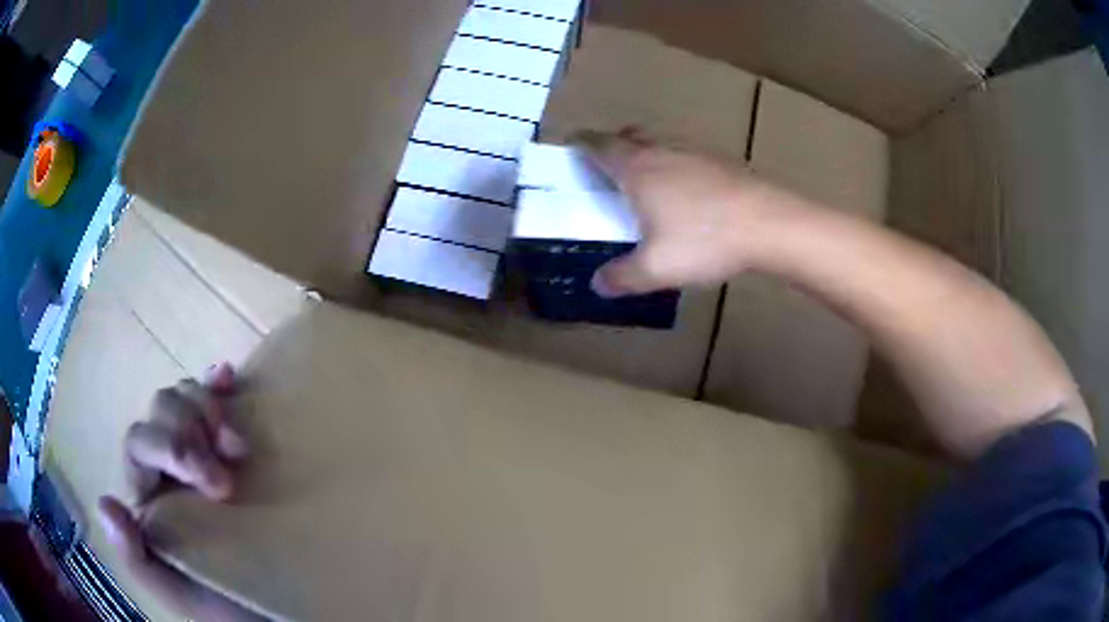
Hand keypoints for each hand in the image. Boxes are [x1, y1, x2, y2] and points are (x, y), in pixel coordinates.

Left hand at [97, 363, 261, 620]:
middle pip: (161, 409)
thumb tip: (106, 503)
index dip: (172, 446)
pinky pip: (216, 401)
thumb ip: (138, 560)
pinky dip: (218, 386)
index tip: (217, 483)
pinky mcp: (230, 449)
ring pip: (184, 398)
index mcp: (151, 494)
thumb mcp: (182, 595)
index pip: (140, 442)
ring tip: (236, 444)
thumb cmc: (234, 607)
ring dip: (207, 407)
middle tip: (230, 464)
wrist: (283, 611)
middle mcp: (168, 467)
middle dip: (190, 428)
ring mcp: (201, 453)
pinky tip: (228, 377)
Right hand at [577, 130, 809, 296]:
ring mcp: (696, 153)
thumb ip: (622, 277)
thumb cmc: (706, 240)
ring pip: (661, 143)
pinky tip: (689, 191)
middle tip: (608, 162)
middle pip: (630, 137)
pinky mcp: (723, 162)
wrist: (771, 225)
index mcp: (638, 169)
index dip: (582, 143)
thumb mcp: (656, 269)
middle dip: (614, 144)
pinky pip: (688, 155)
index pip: (600, 145)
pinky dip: (677, 165)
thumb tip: (598, 284)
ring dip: (647, 152)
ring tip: (647, 176)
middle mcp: (663, 152)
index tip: (572, 143)